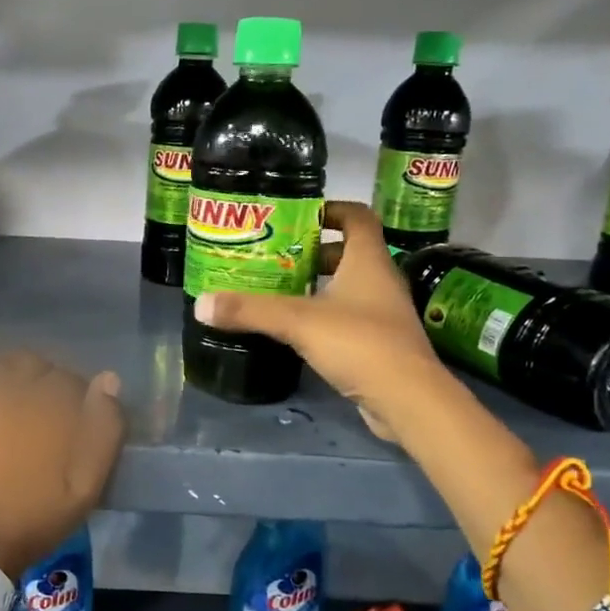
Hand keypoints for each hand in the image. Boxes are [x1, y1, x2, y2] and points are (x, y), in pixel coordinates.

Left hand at [0, 352, 124, 580]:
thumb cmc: (28, 520)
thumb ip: (103, 428)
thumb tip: (107, 380)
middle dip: (32, 385)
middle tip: (31, 422)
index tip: (69, 421)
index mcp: (34, 398)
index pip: (60, 376)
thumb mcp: (85, 485)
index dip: (69, 396)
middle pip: (19, 366)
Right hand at [194, 201, 448, 443]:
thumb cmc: (360, 343)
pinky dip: (324, 316)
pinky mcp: (380, 344)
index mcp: (368, 261)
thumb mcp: (298, 322)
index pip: (357, 217)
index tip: (296, 216)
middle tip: (275, 257)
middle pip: (348, 253)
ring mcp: (383, 314)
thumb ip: (250, 311)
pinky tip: (297, 330)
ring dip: (317, 286)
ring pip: (348, 288)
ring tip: (278, 291)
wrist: (408, 400)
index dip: (330, 210)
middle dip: (312, 252)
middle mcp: (380, 281)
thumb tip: (200, 304)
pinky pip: (349, 318)